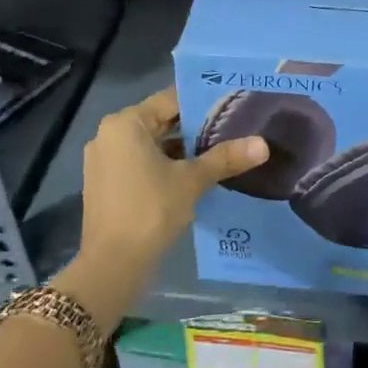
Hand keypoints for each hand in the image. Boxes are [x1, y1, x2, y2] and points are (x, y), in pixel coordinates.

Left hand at [81, 86, 265, 269]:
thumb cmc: (151, 211)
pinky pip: (141, 163)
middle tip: (234, 127)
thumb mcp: (193, 181)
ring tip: (221, 151)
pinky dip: (165, 166)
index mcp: (126, 124)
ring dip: (182, 149)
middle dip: (196, 128)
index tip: (232, 104)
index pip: (171, 100)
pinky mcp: (106, 184)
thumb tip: (263, 144)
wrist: (112, 267)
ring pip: (152, 144)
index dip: (203, 102)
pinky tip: (196, 175)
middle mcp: (110, 135)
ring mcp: (104, 161)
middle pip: (161, 121)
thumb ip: (226, 157)